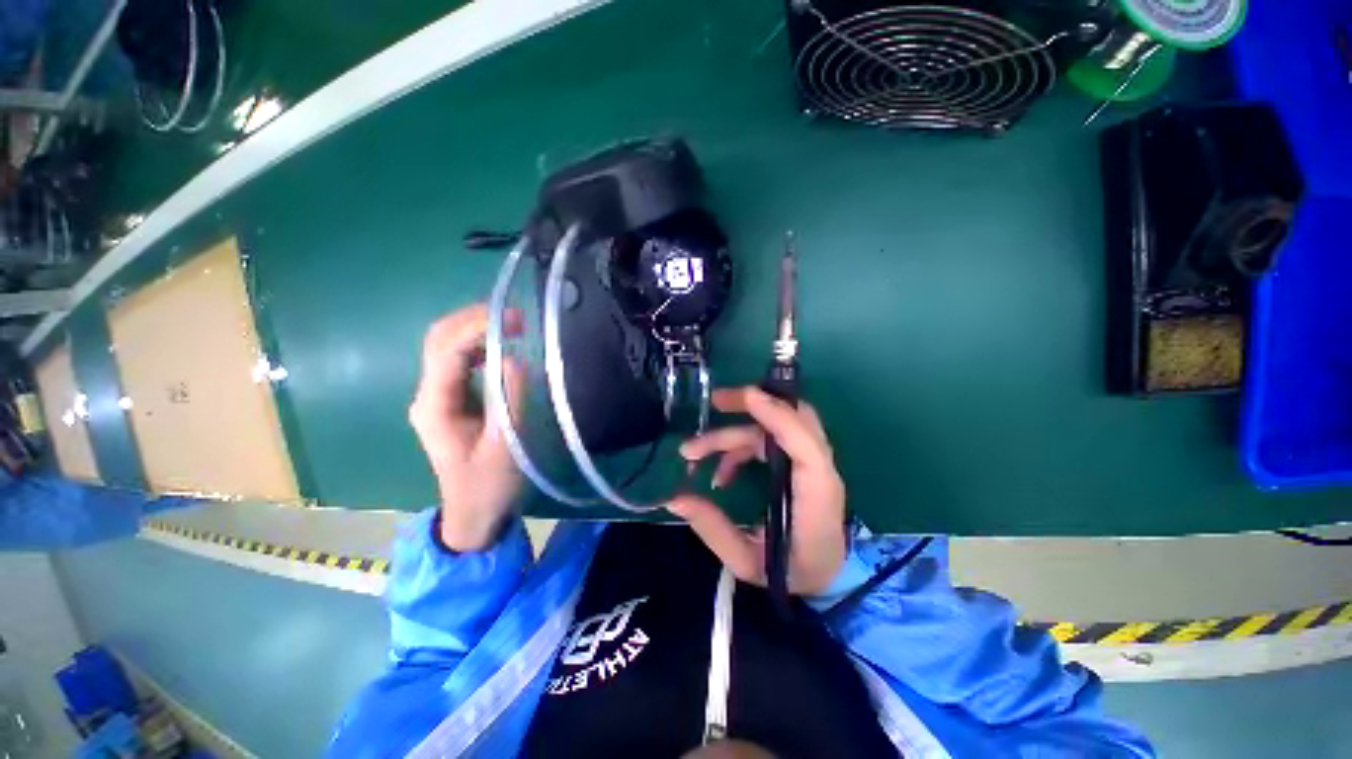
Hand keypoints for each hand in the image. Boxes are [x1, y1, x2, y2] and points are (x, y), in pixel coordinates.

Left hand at [409, 305, 523, 550]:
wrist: (474, 513)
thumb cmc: (489, 485)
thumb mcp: (505, 446)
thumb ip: (509, 401)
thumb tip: (514, 358)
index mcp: (435, 406)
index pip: (448, 352)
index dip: (477, 328)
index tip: (515, 319)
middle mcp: (428, 394)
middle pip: (438, 340)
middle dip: (472, 319)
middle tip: (515, 316)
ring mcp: (436, 395)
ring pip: (446, 346)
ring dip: (475, 328)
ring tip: (513, 324)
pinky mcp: (450, 399)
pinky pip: (459, 360)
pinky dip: (479, 344)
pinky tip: (502, 345)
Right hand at [669, 387, 846, 595]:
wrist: (827, 579)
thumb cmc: (793, 573)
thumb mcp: (747, 562)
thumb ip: (712, 529)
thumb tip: (674, 498)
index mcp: (817, 494)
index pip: (804, 442)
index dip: (776, 414)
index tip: (744, 396)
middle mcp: (820, 470)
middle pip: (795, 418)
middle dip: (753, 403)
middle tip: (713, 402)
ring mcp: (813, 464)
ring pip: (775, 427)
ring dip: (733, 433)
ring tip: (693, 452)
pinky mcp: (801, 464)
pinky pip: (769, 441)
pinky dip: (741, 447)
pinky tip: (719, 473)